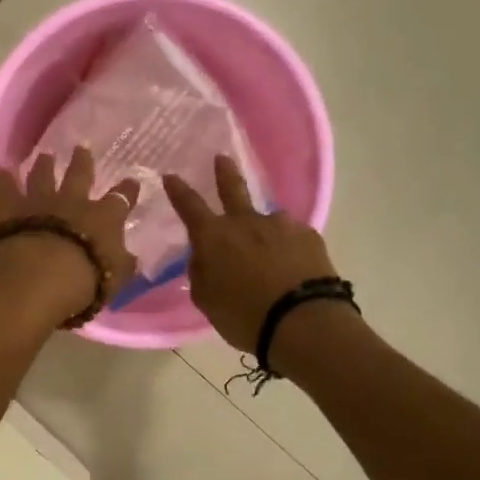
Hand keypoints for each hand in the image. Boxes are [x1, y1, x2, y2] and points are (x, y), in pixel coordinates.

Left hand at [0, 147, 139, 319]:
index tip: (132, 181)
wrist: (38, 277)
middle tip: (81, 148)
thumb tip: (132, 258)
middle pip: (79, 175)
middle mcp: (72, 202)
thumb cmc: (85, 280)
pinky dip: (3, 179)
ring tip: (44, 155)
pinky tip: (1, 170)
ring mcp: (39, 201)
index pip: (120, 200)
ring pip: (42, 175)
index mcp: (103, 218)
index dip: (127, 191)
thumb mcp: (116, 278)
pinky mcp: (9, 208)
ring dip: (44, 165)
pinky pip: (5, 188)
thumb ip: (123, 264)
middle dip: (82, 162)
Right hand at [164, 156, 337, 352]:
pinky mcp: (308, 236)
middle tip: (222, 158)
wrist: (302, 322)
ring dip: (263, 232)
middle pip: (232, 189)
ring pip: (266, 221)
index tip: (171, 176)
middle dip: (224, 172)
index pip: (189, 206)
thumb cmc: (244, 316)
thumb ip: (201, 274)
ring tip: (270, 255)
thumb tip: (203, 258)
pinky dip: (287, 248)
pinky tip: (292, 267)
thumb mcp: (207, 301)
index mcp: (214, 237)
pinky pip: (291, 238)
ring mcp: (280, 225)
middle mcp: (246, 222)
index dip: (178, 191)